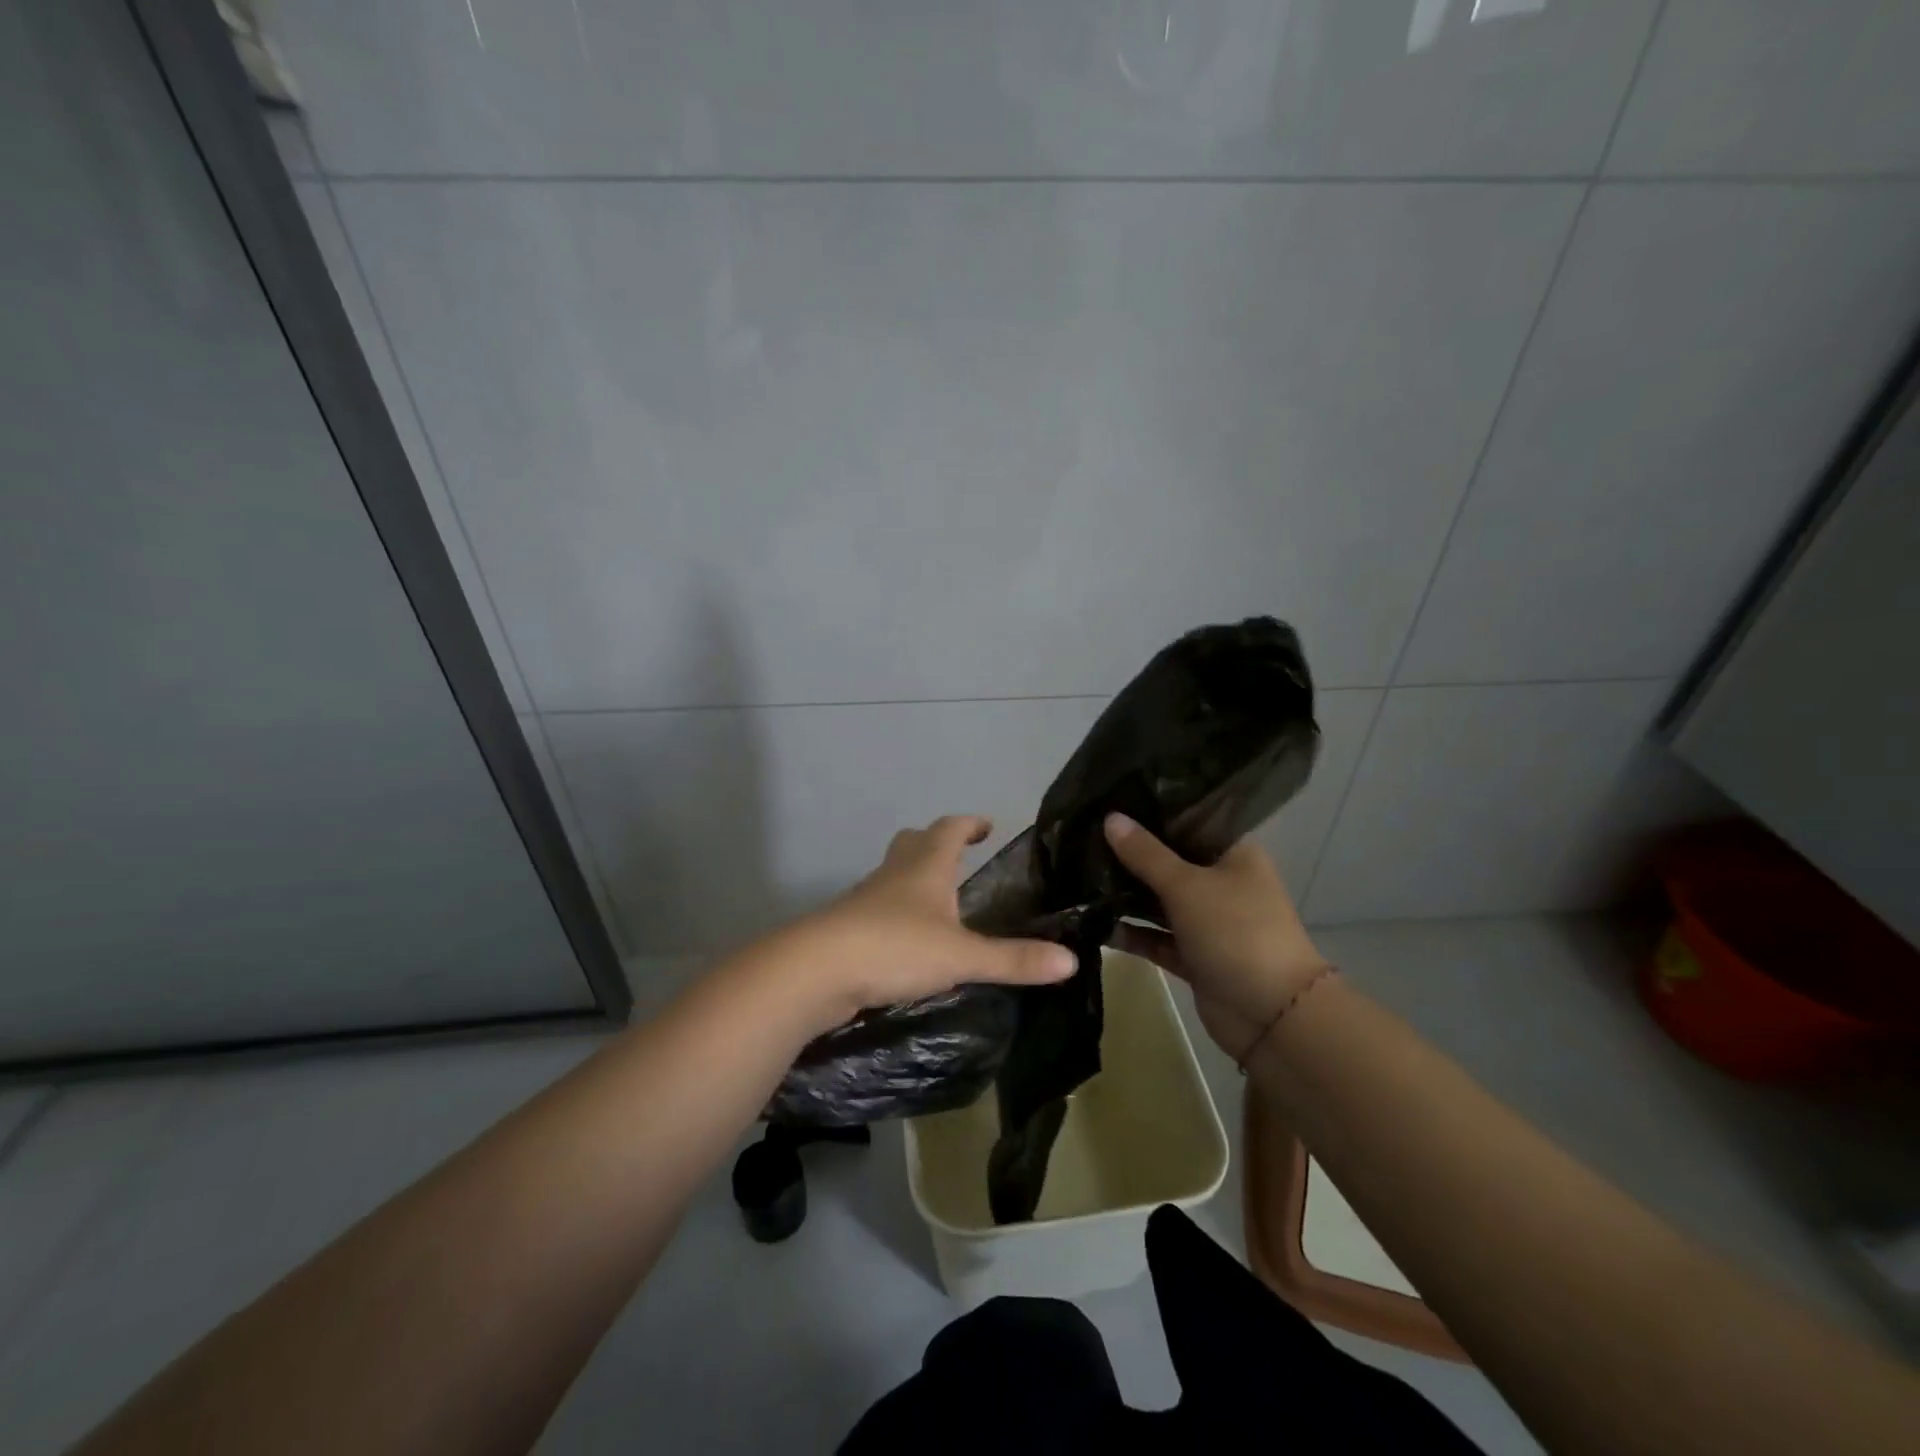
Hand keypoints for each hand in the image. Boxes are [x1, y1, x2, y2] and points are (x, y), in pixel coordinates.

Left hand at [780, 815, 1076, 1030]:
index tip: (986, 825)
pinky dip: (897, 915)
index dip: (968, 824)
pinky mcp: (848, 929)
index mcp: (925, 868)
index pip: (949, 829)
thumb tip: (1071, 960)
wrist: (815, 970)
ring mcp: (865, 901)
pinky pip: (878, 910)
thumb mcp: (961, 956)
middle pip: (913, 843)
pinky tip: (908, 942)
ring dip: (914, 880)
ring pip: (893, 877)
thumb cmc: (894, 947)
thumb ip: (1013, 959)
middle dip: (936, 843)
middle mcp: (894, 875)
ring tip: (939, 902)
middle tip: (959, 856)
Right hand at [1103, 814, 1331, 1062]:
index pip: (1188, 821)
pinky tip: (1092, 922)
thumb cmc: (1236, 932)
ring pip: (1158, 901)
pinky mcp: (1193, 955)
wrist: (1272, 1015)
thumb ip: (1145, 854)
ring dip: (1125, 895)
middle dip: (1129, 855)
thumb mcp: (1187, 886)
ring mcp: (1207, 921)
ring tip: (1077, 876)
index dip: (1150, 812)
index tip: (1109, 801)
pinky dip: (1130, 933)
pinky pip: (1155, 937)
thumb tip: (1110, 818)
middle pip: (1168, 861)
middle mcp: (1221, 882)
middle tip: (1082, 838)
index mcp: (1232, 853)